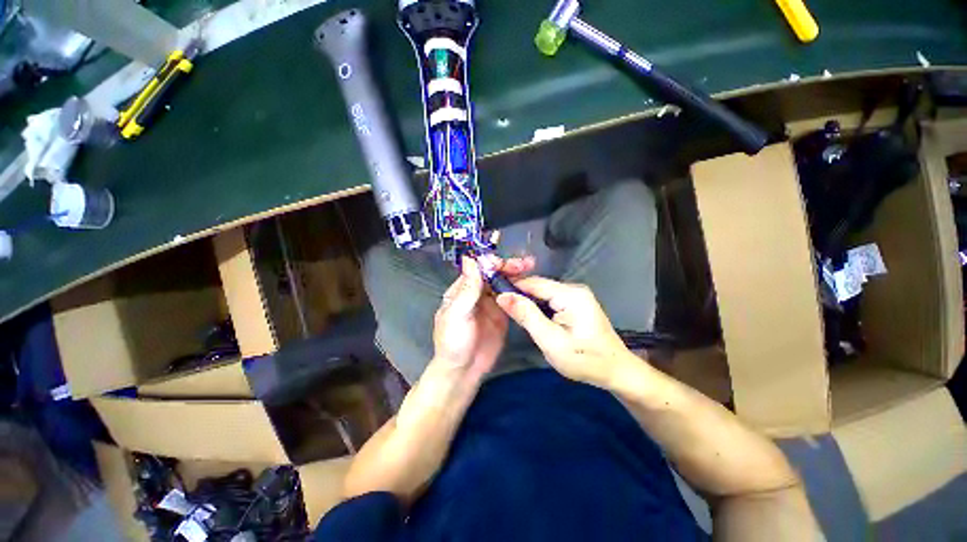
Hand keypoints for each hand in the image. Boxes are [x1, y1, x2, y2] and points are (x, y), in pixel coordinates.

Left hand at [432, 255, 533, 380]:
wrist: (464, 371)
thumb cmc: (454, 341)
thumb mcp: (457, 314)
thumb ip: (467, 288)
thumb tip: (469, 259)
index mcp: (462, 290)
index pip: (478, 269)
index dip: (491, 263)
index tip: (504, 262)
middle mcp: (477, 293)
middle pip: (494, 274)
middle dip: (508, 266)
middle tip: (525, 263)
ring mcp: (491, 303)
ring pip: (504, 283)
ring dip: (517, 275)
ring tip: (531, 267)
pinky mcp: (503, 314)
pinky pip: (512, 298)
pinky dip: (521, 290)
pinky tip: (532, 285)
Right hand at [496, 277, 634, 387]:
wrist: (616, 371)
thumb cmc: (584, 360)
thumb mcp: (551, 341)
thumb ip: (527, 316)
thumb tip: (502, 295)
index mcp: (570, 294)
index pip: (532, 282)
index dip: (510, 286)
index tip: (491, 294)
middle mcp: (573, 288)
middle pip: (537, 286)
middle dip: (518, 295)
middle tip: (499, 308)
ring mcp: (576, 295)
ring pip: (542, 293)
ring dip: (527, 301)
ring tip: (511, 313)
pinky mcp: (576, 302)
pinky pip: (550, 299)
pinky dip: (537, 306)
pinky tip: (529, 316)